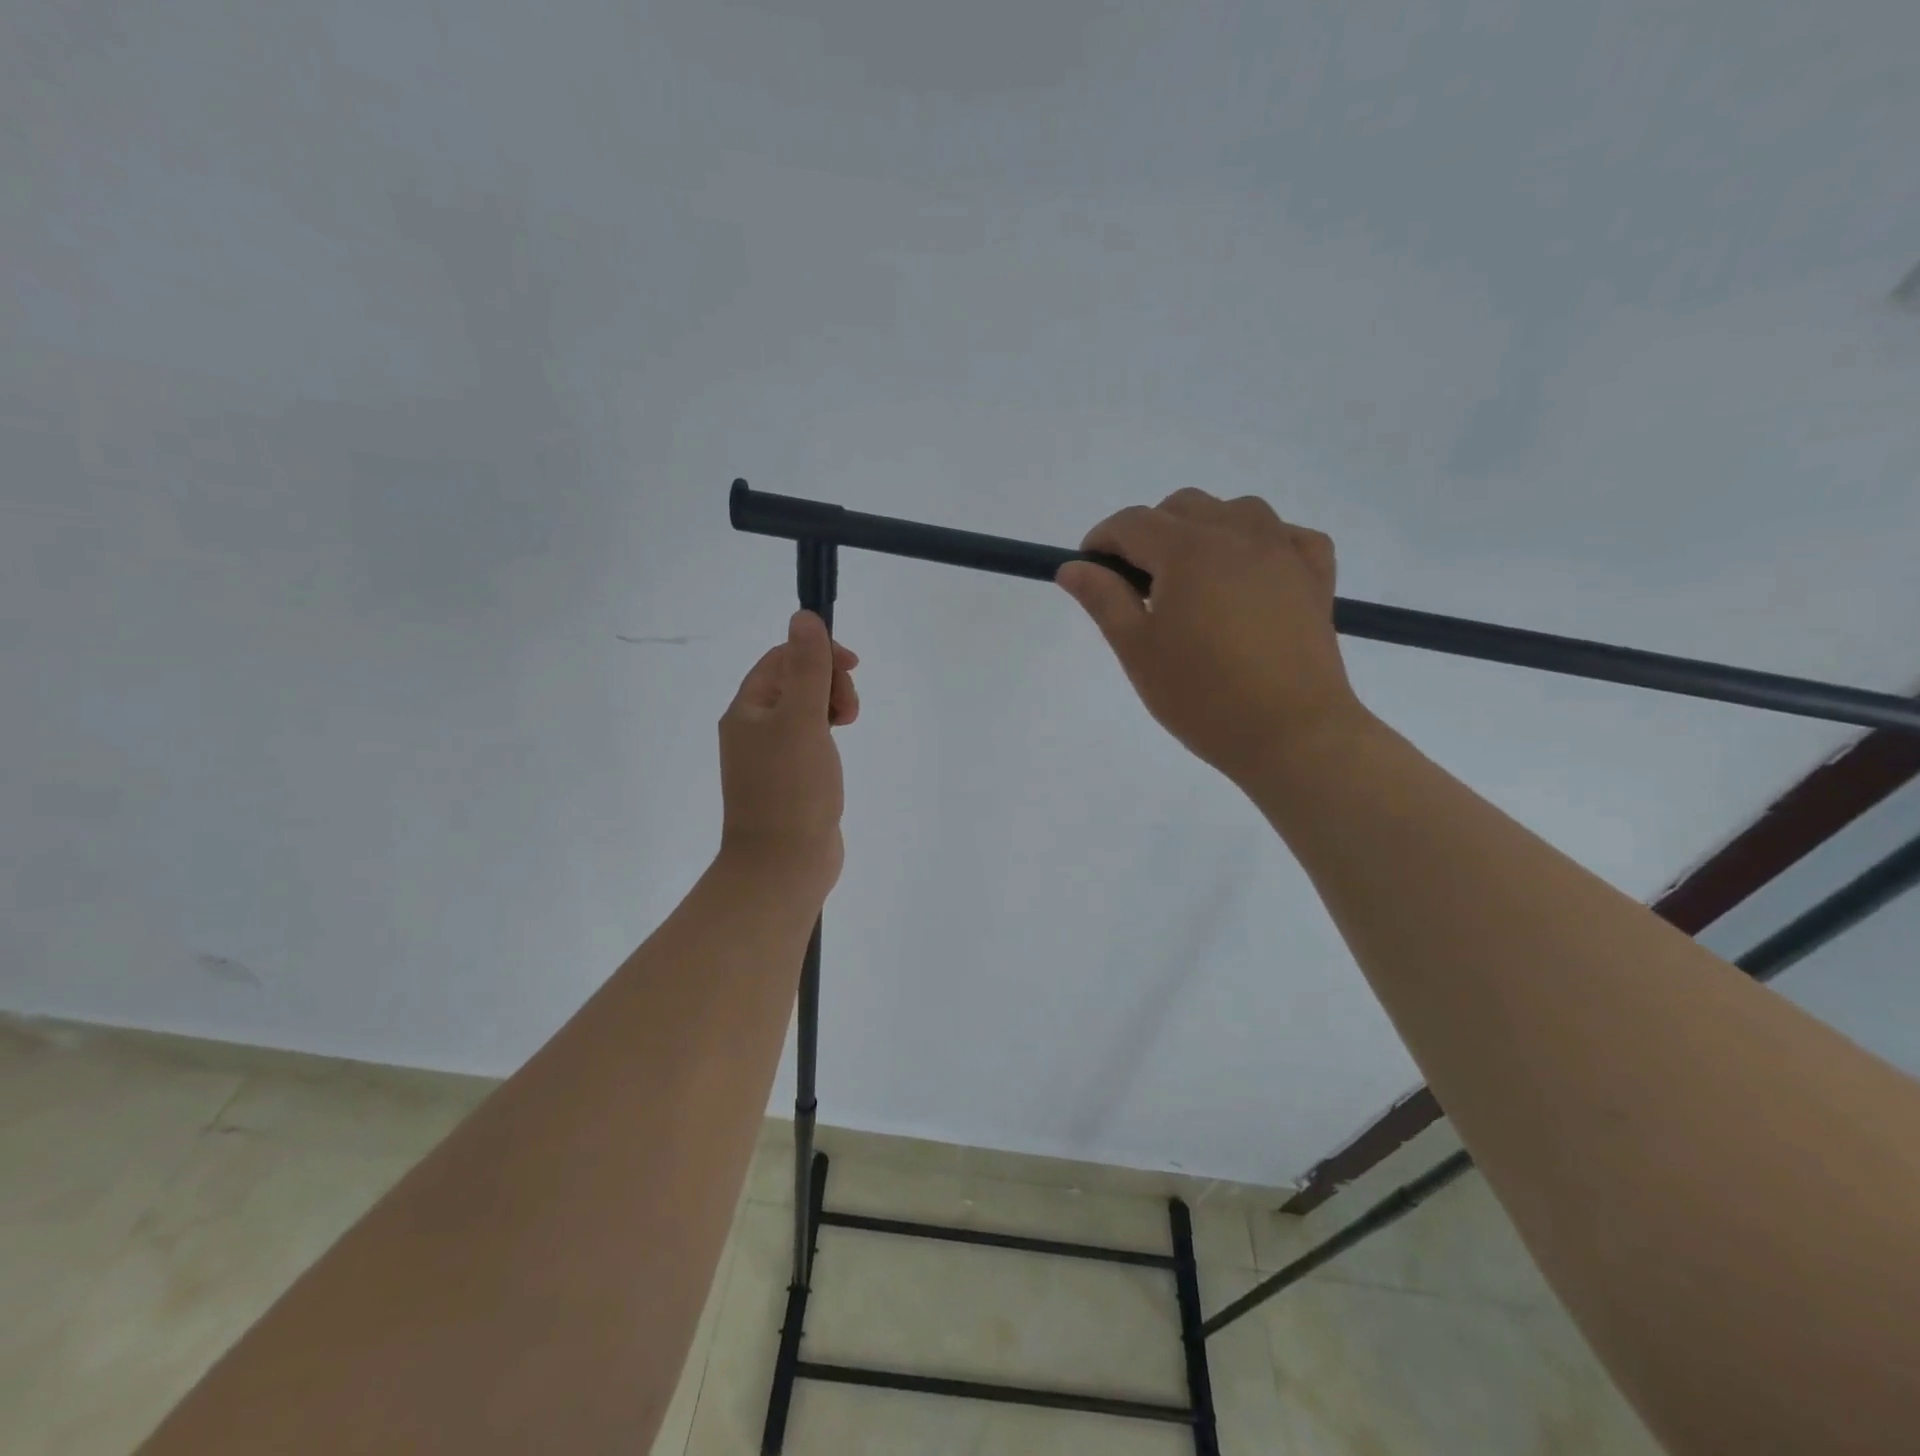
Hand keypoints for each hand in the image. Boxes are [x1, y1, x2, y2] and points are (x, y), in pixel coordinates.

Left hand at [717, 611, 859, 896]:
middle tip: (849, 711)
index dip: (819, 652)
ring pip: (805, 712)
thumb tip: (803, 617)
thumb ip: (808, 668)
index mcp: (747, 709)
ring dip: (832, 706)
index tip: (853, 666)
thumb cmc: (792, 789)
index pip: (782, 658)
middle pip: (795, 682)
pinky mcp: (790, 781)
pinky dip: (827, 734)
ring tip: (849, 726)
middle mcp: (753, 729)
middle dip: (829, 682)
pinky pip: (809, 741)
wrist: (783, 866)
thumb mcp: (802, 720)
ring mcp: (771, 758)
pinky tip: (838, 749)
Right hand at [1056, 488, 1369, 788]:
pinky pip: (1287, 536)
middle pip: (1183, 507)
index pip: (1132, 523)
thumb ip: (1103, 599)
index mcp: (1188, 550)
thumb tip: (1072, 567)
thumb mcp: (1137, 650)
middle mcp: (1237, 534)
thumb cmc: (1202, 696)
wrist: (1291, 734)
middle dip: (1151, 532)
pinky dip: (1262, 543)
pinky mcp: (1315, 577)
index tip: (1089, 570)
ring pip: (1236, 511)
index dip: (1102, 540)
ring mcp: (1283, 551)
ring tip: (1194, 578)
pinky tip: (1251, 574)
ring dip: (1205, 530)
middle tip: (1139, 584)